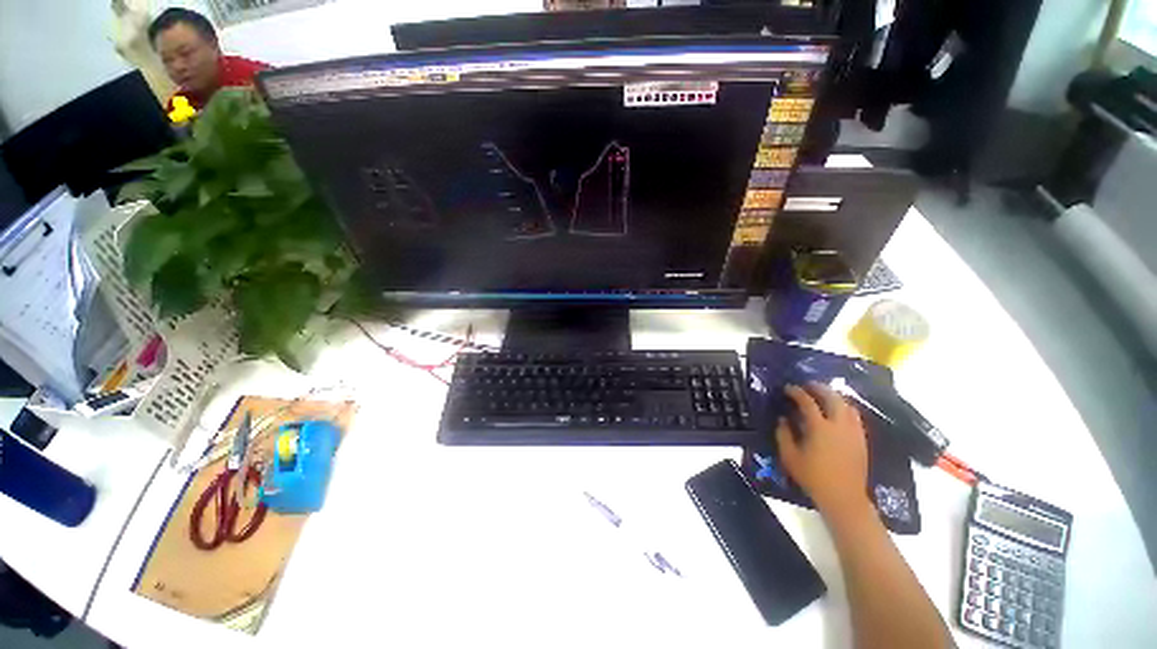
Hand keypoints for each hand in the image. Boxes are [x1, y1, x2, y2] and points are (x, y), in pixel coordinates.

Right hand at [776, 382, 870, 520]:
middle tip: (807, 385)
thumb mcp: (789, 456)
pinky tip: (837, 412)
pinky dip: (844, 408)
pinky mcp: (861, 439)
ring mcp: (853, 432)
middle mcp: (839, 425)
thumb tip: (783, 418)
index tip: (787, 388)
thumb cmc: (813, 477)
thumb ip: (783, 434)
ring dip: (833, 396)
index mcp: (819, 428)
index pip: (807, 402)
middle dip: (818, 388)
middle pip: (832, 397)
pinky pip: (854, 416)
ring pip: (846, 405)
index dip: (796, 392)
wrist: (844, 497)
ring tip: (822, 396)